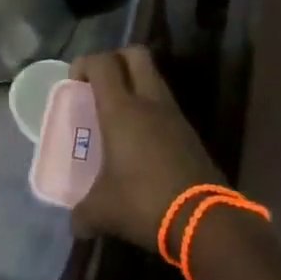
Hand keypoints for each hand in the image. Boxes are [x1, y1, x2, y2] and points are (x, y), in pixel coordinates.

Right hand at [70, 46, 223, 253]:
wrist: (205, 221)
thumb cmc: (144, 203)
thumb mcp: (103, 211)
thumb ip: (83, 213)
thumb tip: (76, 224)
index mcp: (122, 110)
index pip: (103, 63)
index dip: (85, 64)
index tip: (75, 84)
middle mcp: (149, 102)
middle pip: (135, 55)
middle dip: (115, 60)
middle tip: (99, 85)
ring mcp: (174, 116)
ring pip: (154, 79)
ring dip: (135, 86)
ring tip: (118, 116)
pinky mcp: (190, 134)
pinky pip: (166, 107)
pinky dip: (151, 111)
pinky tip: (140, 141)